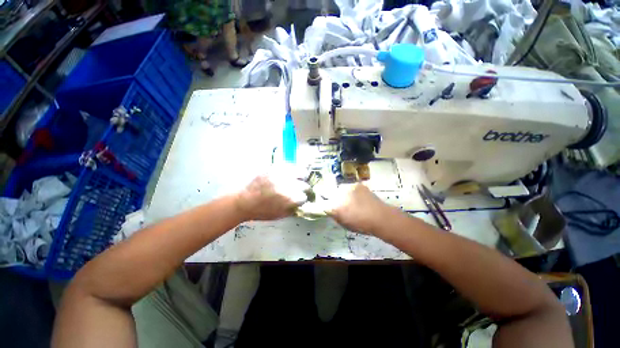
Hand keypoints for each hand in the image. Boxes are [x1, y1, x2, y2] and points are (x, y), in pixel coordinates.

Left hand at [235, 175, 309, 220]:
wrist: (243, 201)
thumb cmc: (261, 211)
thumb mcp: (280, 215)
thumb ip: (294, 209)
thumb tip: (303, 204)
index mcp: (288, 199)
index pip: (304, 197)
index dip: (304, 198)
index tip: (303, 198)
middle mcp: (287, 185)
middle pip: (304, 185)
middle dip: (305, 189)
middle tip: (302, 190)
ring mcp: (281, 175)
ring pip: (300, 172)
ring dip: (302, 177)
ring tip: (300, 179)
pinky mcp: (274, 168)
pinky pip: (289, 166)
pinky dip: (292, 170)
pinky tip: (290, 173)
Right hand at [328, 183, 392, 234]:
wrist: (380, 217)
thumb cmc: (361, 225)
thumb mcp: (343, 223)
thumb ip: (334, 214)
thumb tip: (329, 208)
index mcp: (334, 206)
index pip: (321, 202)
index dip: (322, 204)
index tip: (325, 205)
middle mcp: (338, 194)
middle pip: (328, 192)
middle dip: (331, 197)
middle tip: (340, 202)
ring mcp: (348, 187)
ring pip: (339, 188)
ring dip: (342, 193)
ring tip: (351, 200)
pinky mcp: (356, 184)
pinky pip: (349, 187)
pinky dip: (351, 191)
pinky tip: (358, 197)